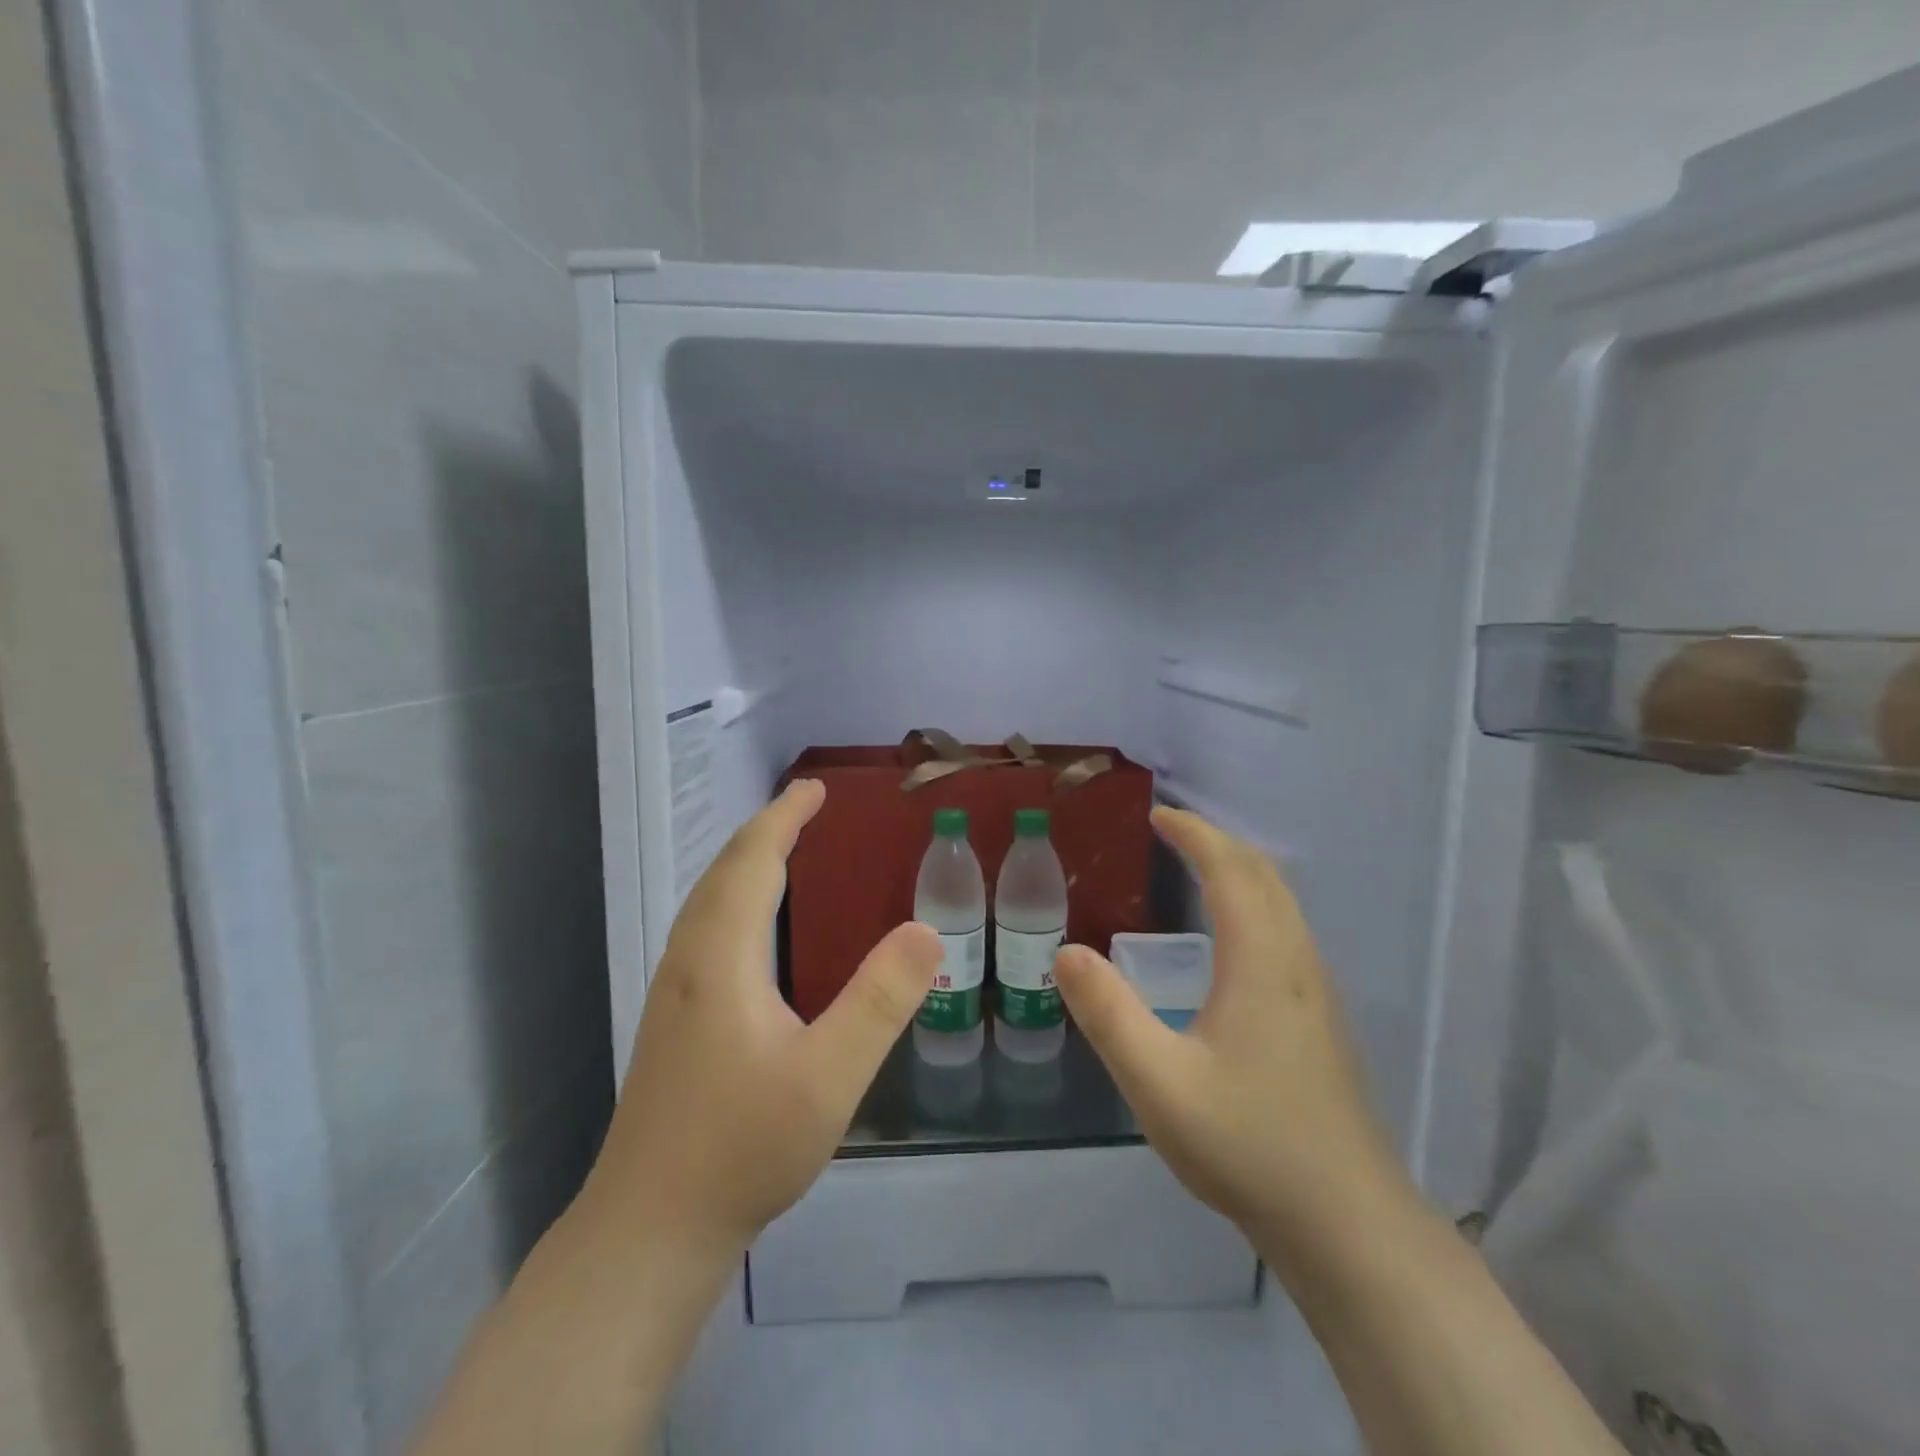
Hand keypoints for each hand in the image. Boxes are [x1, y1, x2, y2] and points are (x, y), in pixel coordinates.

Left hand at [581, 779, 941, 1260]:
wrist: (650, 1229)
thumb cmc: (741, 1147)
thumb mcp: (828, 1075)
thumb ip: (879, 1000)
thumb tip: (926, 929)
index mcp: (721, 957)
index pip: (752, 862)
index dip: (782, 818)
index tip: (815, 788)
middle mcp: (690, 961)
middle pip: (723, 873)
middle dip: (764, 831)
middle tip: (806, 807)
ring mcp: (675, 993)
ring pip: (707, 902)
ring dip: (745, 863)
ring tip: (784, 849)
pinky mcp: (674, 1022)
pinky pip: (706, 930)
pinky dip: (735, 899)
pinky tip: (755, 929)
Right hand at [1053, 807, 1422, 1273]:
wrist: (1347, 1224)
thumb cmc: (1249, 1145)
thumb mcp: (1159, 1082)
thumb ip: (1108, 1014)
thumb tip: (1066, 952)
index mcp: (1261, 961)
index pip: (1231, 870)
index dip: (1195, 834)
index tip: (1157, 815)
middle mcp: (1296, 961)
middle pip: (1264, 875)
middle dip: (1217, 841)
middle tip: (1169, 833)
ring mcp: (1316, 991)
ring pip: (1282, 902)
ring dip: (1239, 870)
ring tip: (1195, 868)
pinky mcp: (1320, 1018)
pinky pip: (1286, 929)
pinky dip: (1253, 901)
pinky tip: (1229, 936)